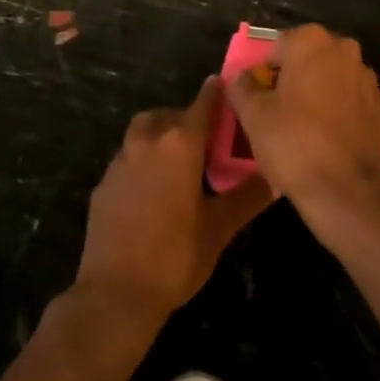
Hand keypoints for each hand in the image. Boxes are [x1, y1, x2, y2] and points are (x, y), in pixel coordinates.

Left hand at [76, 77, 273, 319]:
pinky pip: (126, 158)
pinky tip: (151, 191)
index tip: (225, 85)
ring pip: (143, 132)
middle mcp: (148, 141)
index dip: (216, 93)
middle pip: (168, 114)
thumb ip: (247, 197)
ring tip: (177, 161)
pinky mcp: (103, 183)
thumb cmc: (175, 256)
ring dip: (159, 135)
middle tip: (204, 139)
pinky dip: (141, 161)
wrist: (115, 294)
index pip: (203, 103)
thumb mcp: (219, 228)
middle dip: (186, 118)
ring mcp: (121, 161)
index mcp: (181, 143)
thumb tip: (276, 176)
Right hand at [226, 24, 379, 244]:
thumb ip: (242, 86)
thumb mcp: (253, 115)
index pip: (277, 48)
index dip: (265, 74)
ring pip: (330, 78)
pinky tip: (328, 138)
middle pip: (307, 59)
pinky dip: (338, 110)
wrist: (346, 191)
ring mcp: (366, 75)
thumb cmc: (293, 143)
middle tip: (279, 114)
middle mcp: (343, 48)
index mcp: (310, 41)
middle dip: (293, 80)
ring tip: (304, 129)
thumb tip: (242, 77)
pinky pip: (350, 99)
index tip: (260, 101)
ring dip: (317, 93)